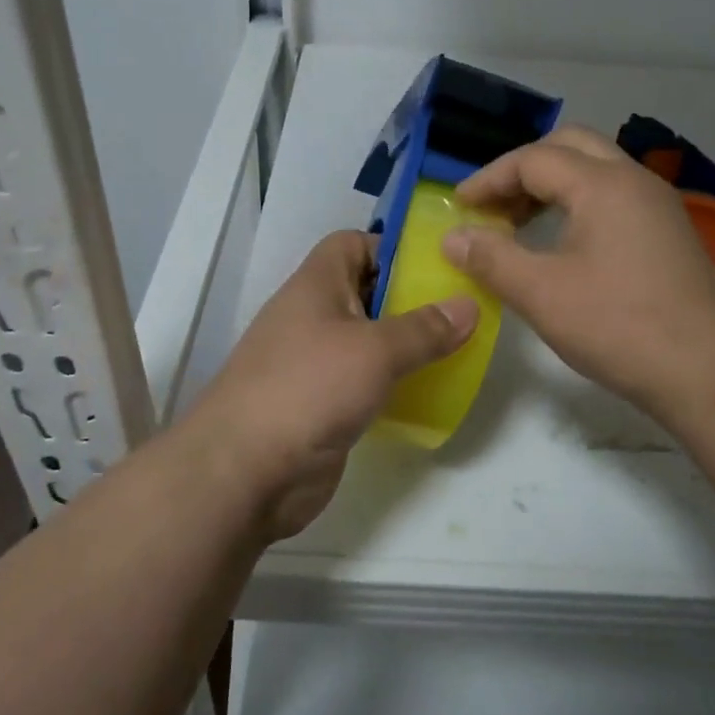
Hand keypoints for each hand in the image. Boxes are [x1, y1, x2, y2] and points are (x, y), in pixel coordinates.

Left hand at [184, 231, 477, 540]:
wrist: (245, 471)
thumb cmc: (309, 387)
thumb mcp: (375, 350)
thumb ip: (424, 329)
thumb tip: (469, 306)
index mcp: (316, 284)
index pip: (353, 243)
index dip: (392, 246)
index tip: (438, 264)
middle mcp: (313, 316)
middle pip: (366, 291)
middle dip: (411, 298)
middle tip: (461, 309)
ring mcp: (315, 362)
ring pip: (368, 340)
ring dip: (406, 344)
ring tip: (455, 349)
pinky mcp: (321, 404)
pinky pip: (365, 381)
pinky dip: (393, 382)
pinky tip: (428, 392)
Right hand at [441, 125, 714, 423]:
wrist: (707, 372)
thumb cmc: (618, 325)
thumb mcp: (541, 293)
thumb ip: (491, 258)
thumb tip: (452, 236)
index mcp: (603, 184)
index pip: (533, 159)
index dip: (489, 178)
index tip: (459, 207)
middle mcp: (634, 181)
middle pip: (570, 147)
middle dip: (524, 169)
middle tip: (494, 204)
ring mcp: (658, 206)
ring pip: (596, 170)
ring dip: (553, 185)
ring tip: (521, 223)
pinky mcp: (669, 232)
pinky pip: (615, 197)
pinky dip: (579, 204)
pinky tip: (564, 244)